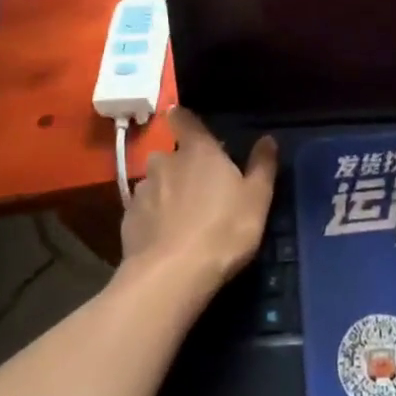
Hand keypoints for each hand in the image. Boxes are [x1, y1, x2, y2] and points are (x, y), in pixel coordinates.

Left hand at [120, 107, 276, 292]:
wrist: (171, 276)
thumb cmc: (223, 230)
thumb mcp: (257, 199)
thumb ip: (262, 166)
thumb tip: (268, 139)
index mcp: (198, 150)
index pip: (184, 120)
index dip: (183, 118)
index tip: (184, 120)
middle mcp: (165, 162)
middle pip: (170, 156)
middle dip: (181, 166)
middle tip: (199, 188)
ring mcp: (142, 191)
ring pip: (156, 184)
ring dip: (166, 193)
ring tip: (182, 218)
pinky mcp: (127, 220)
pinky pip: (143, 211)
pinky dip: (153, 218)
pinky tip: (165, 238)